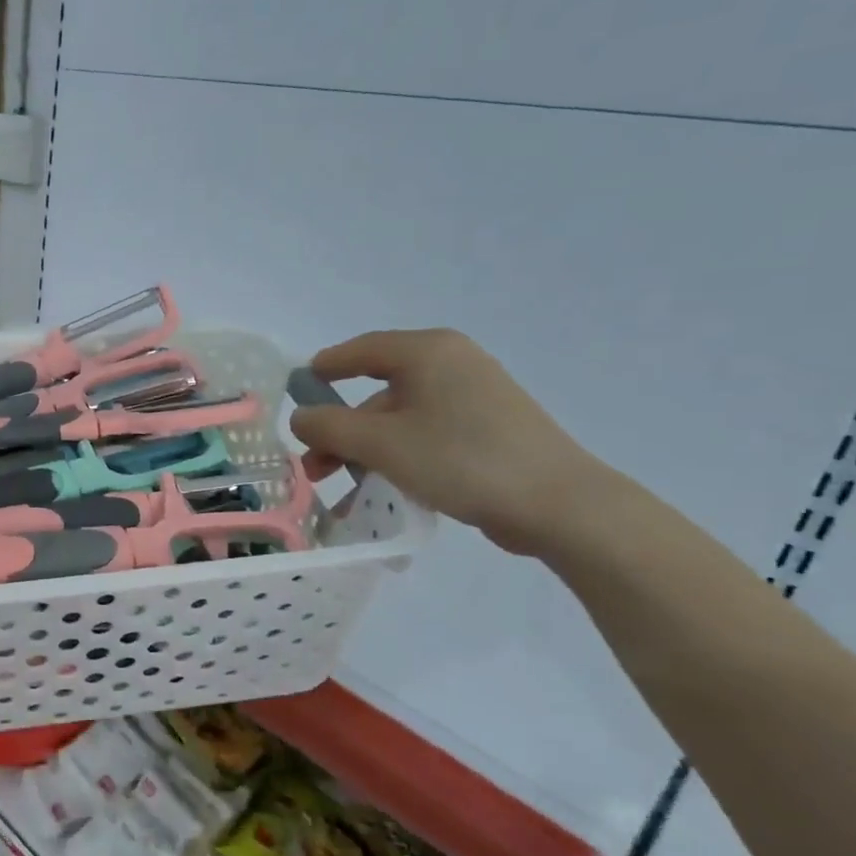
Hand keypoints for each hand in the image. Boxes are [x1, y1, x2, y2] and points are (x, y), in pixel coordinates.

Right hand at [289, 329, 614, 556]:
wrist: (560, 505)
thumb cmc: (460, 459)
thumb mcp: (380, 444)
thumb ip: (328, 426)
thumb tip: (299, 417)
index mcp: (427, 352)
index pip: (359, 350)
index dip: (323, 369)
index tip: (295, 391)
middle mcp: (452, 363)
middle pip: (377, 390)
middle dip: (340, 428)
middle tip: (313, 463)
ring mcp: (474, 397)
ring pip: (399, 417)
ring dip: (364, 449)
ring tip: (342, 486)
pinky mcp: (488, 429)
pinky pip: (426, 434)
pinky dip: (397, 456)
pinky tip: (381, 489)